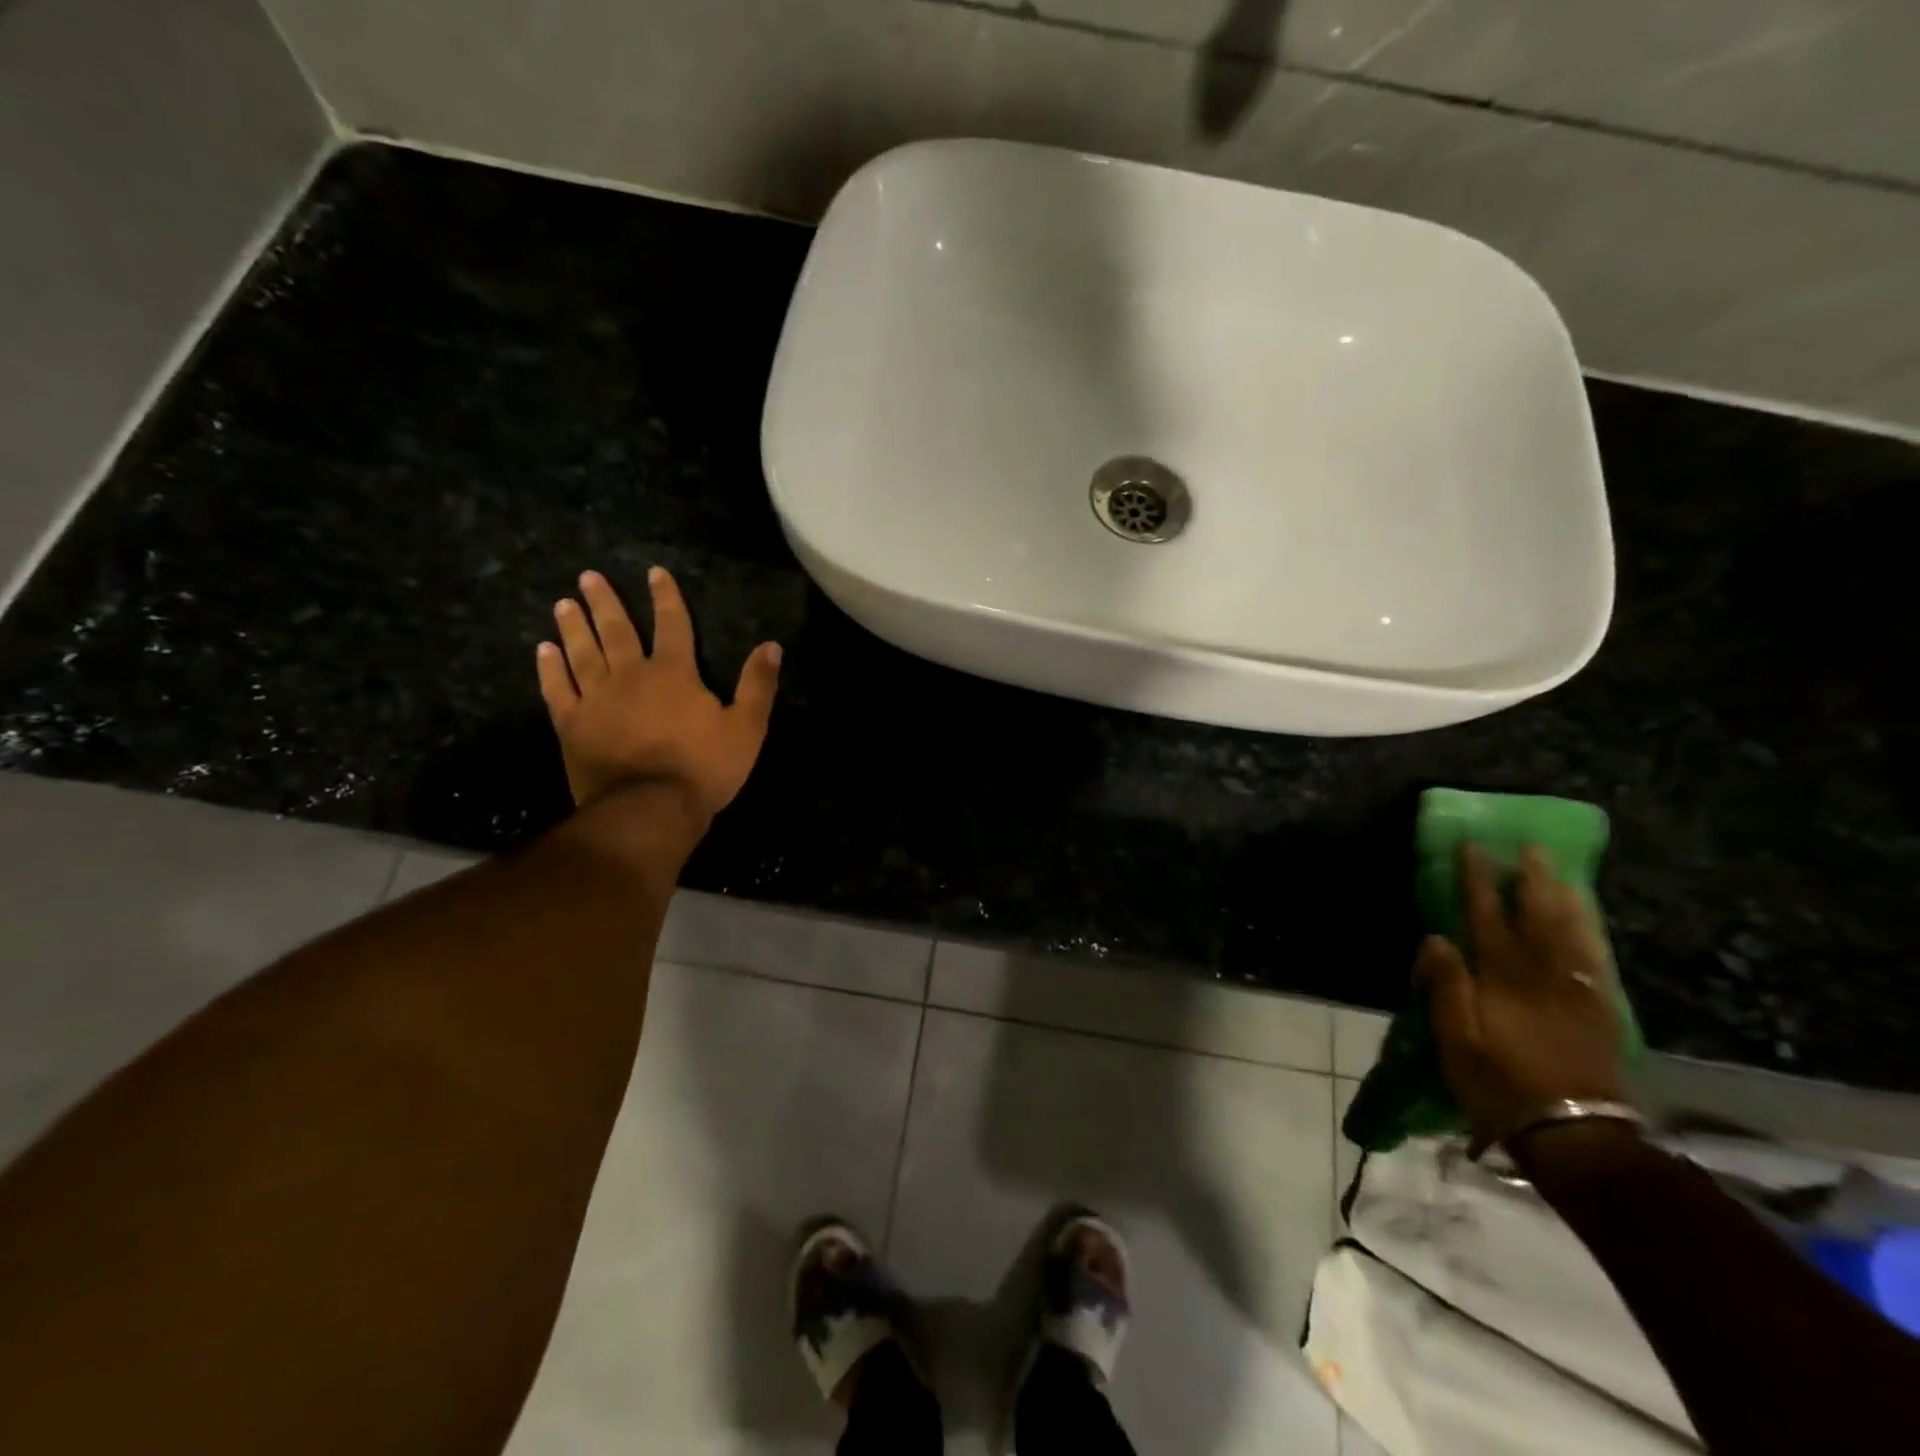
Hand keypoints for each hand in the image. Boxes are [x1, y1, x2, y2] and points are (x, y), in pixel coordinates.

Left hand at [536, 568, 780, 817]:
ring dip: (574, 627)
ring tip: (562, 604)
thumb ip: (758, 685)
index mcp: (675, 673)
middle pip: (617, 631)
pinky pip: (558, 690)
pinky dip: (550, 669)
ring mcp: (597, 700)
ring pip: (583, 653)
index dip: (665, 597)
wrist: (650, 808)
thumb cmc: (703, 768)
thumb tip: (771, 645)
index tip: (654, 572)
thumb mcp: (747, 728)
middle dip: (605, 602)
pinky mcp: (573, 725)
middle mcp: (631, 676)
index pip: (672, 624)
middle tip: (587, 577)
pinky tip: (543, 651)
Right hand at [1417, 843, 1627, 1154]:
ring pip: (1573, 933)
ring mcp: (1578, 992)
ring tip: (1560, 872)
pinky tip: (1587, 922)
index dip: (1477, 881)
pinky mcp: (1599, 1012)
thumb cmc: (1499, 1083)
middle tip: (1529, 847)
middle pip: (1538, 917)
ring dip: (1565, 898)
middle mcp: (1543, 975)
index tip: (1473, 847)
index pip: (1486, 916)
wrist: (1573, 1133)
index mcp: (1502, 978)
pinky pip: (1597, 960)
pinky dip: (1591, 933)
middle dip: (1531, 879)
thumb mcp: (1455, 1038)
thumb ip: (1446, 985)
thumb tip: (1436, 938)